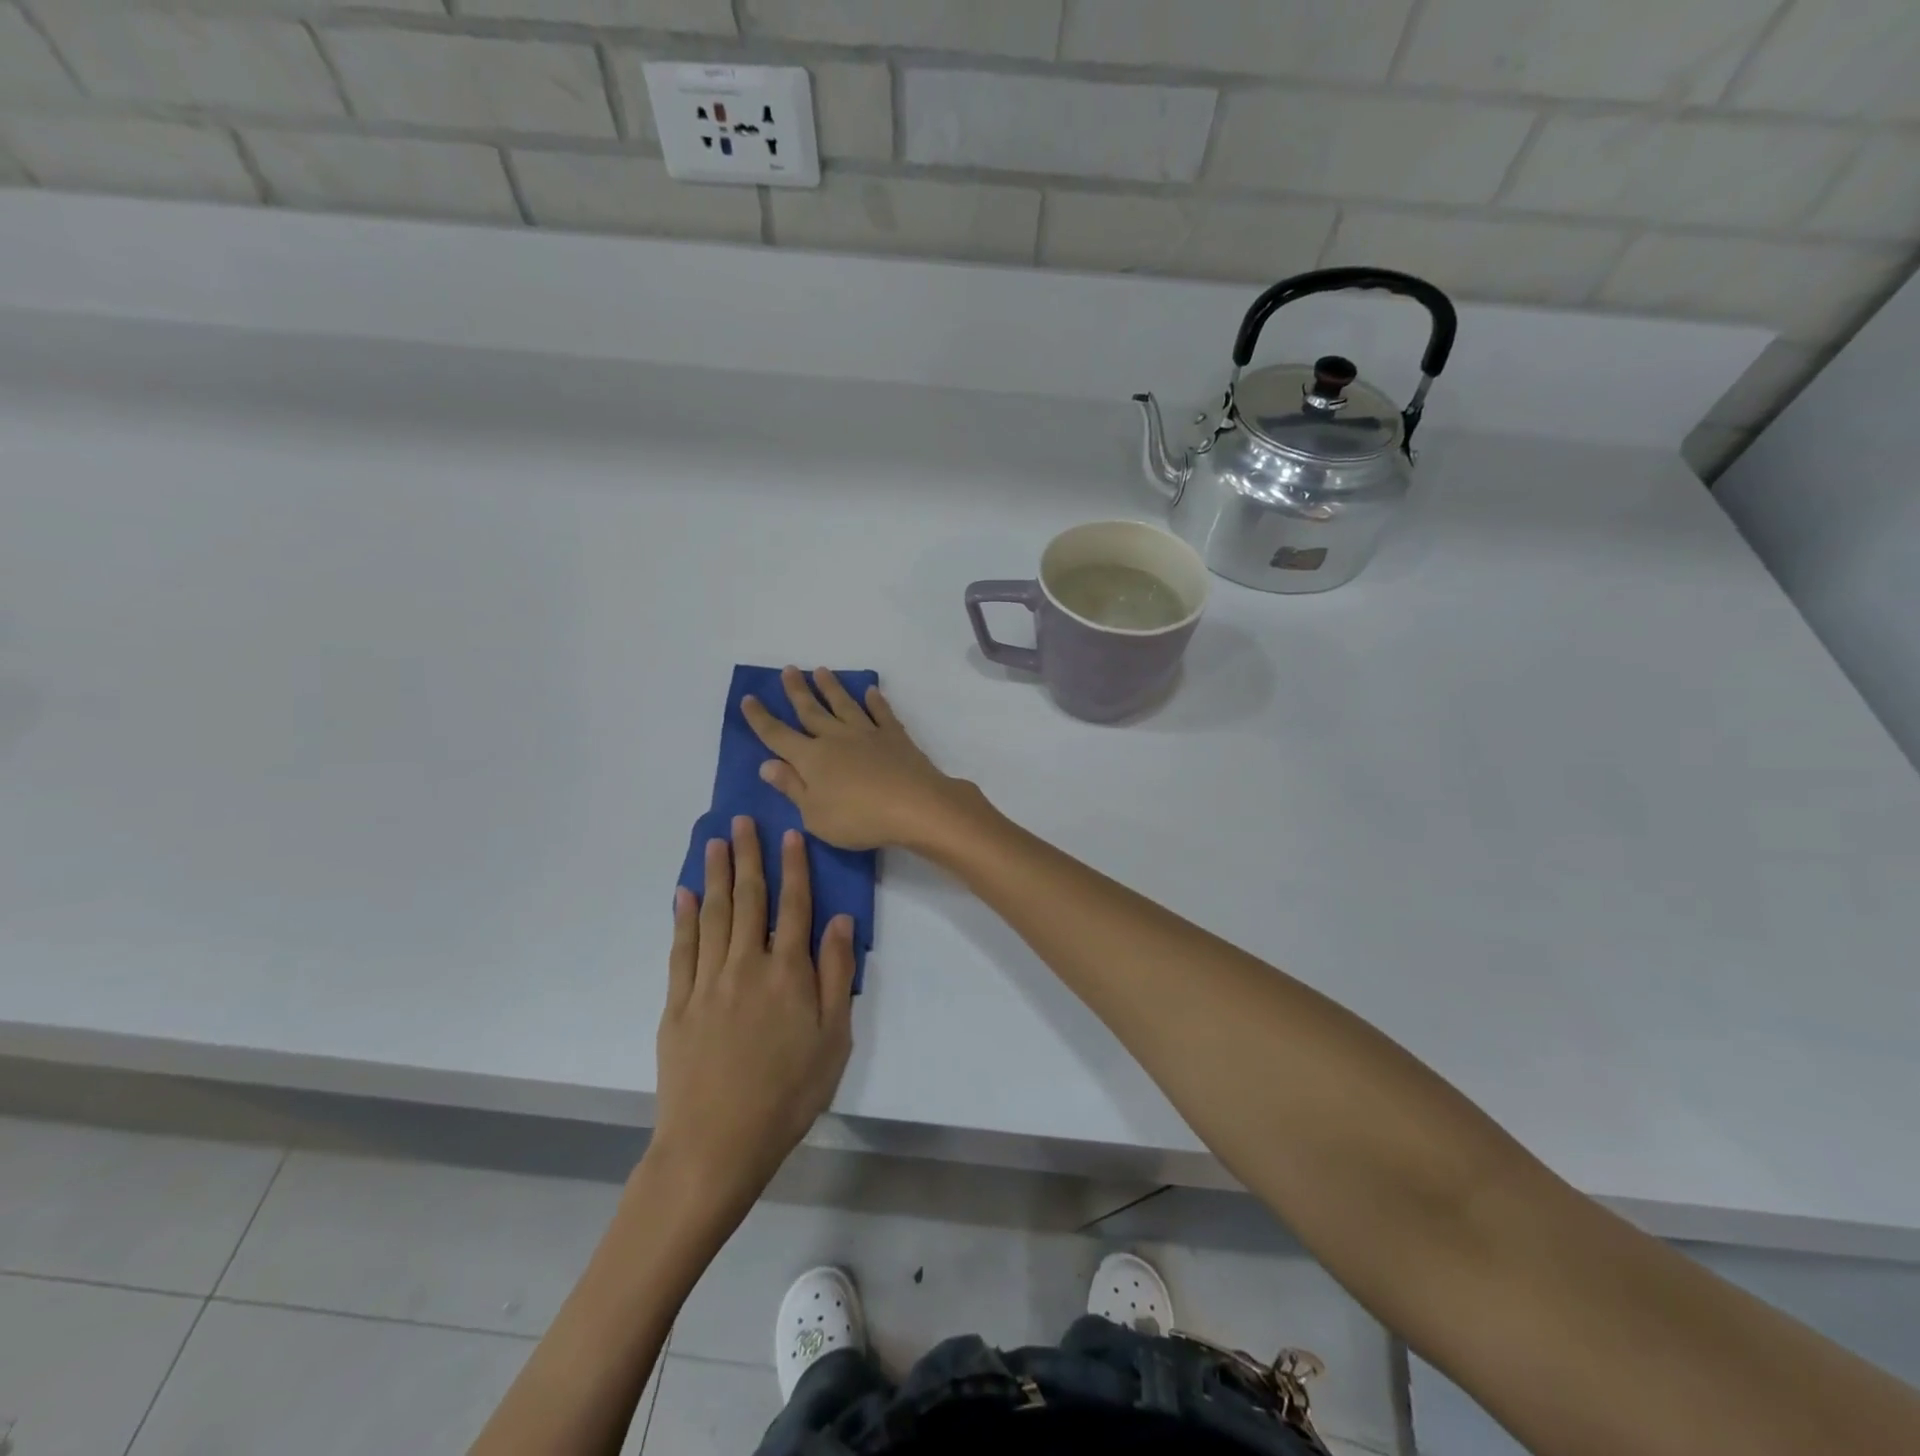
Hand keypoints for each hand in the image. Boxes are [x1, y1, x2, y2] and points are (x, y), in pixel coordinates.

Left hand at [649, 816, 854, 1215]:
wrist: (716, 1144)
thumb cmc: (788, 1093)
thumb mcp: (834, 1039)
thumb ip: (837, 975)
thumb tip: (840, 920)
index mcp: (789, 973)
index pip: (794, 906)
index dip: (794, 868)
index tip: (790, 834)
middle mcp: (746, 965)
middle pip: (748, 900)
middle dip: (748, 857)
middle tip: (742, 821)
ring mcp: (707, 982)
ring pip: (713, 915)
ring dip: (716, 875)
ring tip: (715, 842)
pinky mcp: (677, 1003)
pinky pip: (680, 948)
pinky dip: (683, 917)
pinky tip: (684, 894)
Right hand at [742, 666, 984, 851]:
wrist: (915, 806)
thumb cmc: (858, 818)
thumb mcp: (814, 814)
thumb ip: (792, 787)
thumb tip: (767, 764)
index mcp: (811, 758)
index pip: (778, 735)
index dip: (761, 718)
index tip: (748, 698)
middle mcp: (836, 738)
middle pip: (811, 711)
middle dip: (797, 690)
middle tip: (788, 669)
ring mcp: (867, 734)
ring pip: (844, 704)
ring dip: (831, 688)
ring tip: (821, 671)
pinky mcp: (895, 737)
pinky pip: (882, 713)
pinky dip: (876, 701)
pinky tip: (871, 691)